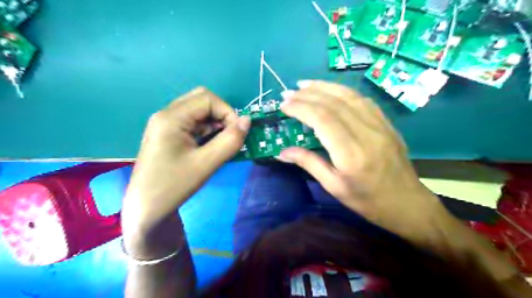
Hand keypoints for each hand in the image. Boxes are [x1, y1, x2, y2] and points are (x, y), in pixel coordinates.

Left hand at [122, 87, 250, 243]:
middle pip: (202, 100)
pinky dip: (207, 130)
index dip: (228, 112)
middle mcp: (167, 114)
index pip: (207, 99)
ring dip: (215, 123)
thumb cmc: (173, 186)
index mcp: (171, 117)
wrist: (146, 208)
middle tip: (230, 136)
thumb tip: (247, 121)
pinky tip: (211, 147)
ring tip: (221, 144)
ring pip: (198, 112)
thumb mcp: (206, 164)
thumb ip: (230, 141)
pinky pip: (193, 123)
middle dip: (222, 115)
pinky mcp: (169, 134)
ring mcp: (166, 124)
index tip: (238, 133)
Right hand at [279, 79, 452, 244]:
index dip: (300, 108)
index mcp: (351, 154)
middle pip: (333, 103)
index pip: (322, 119)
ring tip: (305, 85)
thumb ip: (309, 163)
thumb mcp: (334, 187)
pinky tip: (330, 90)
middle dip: (308, 94)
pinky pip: (362, 100)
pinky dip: (342, 91)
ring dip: (324, 87)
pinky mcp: (386, 123)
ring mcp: (379, 125)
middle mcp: (366, 133)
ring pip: (349, 96)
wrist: (407, 203)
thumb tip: (282, 151)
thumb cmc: (367, 201)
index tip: (284, 105)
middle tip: (288, 93)